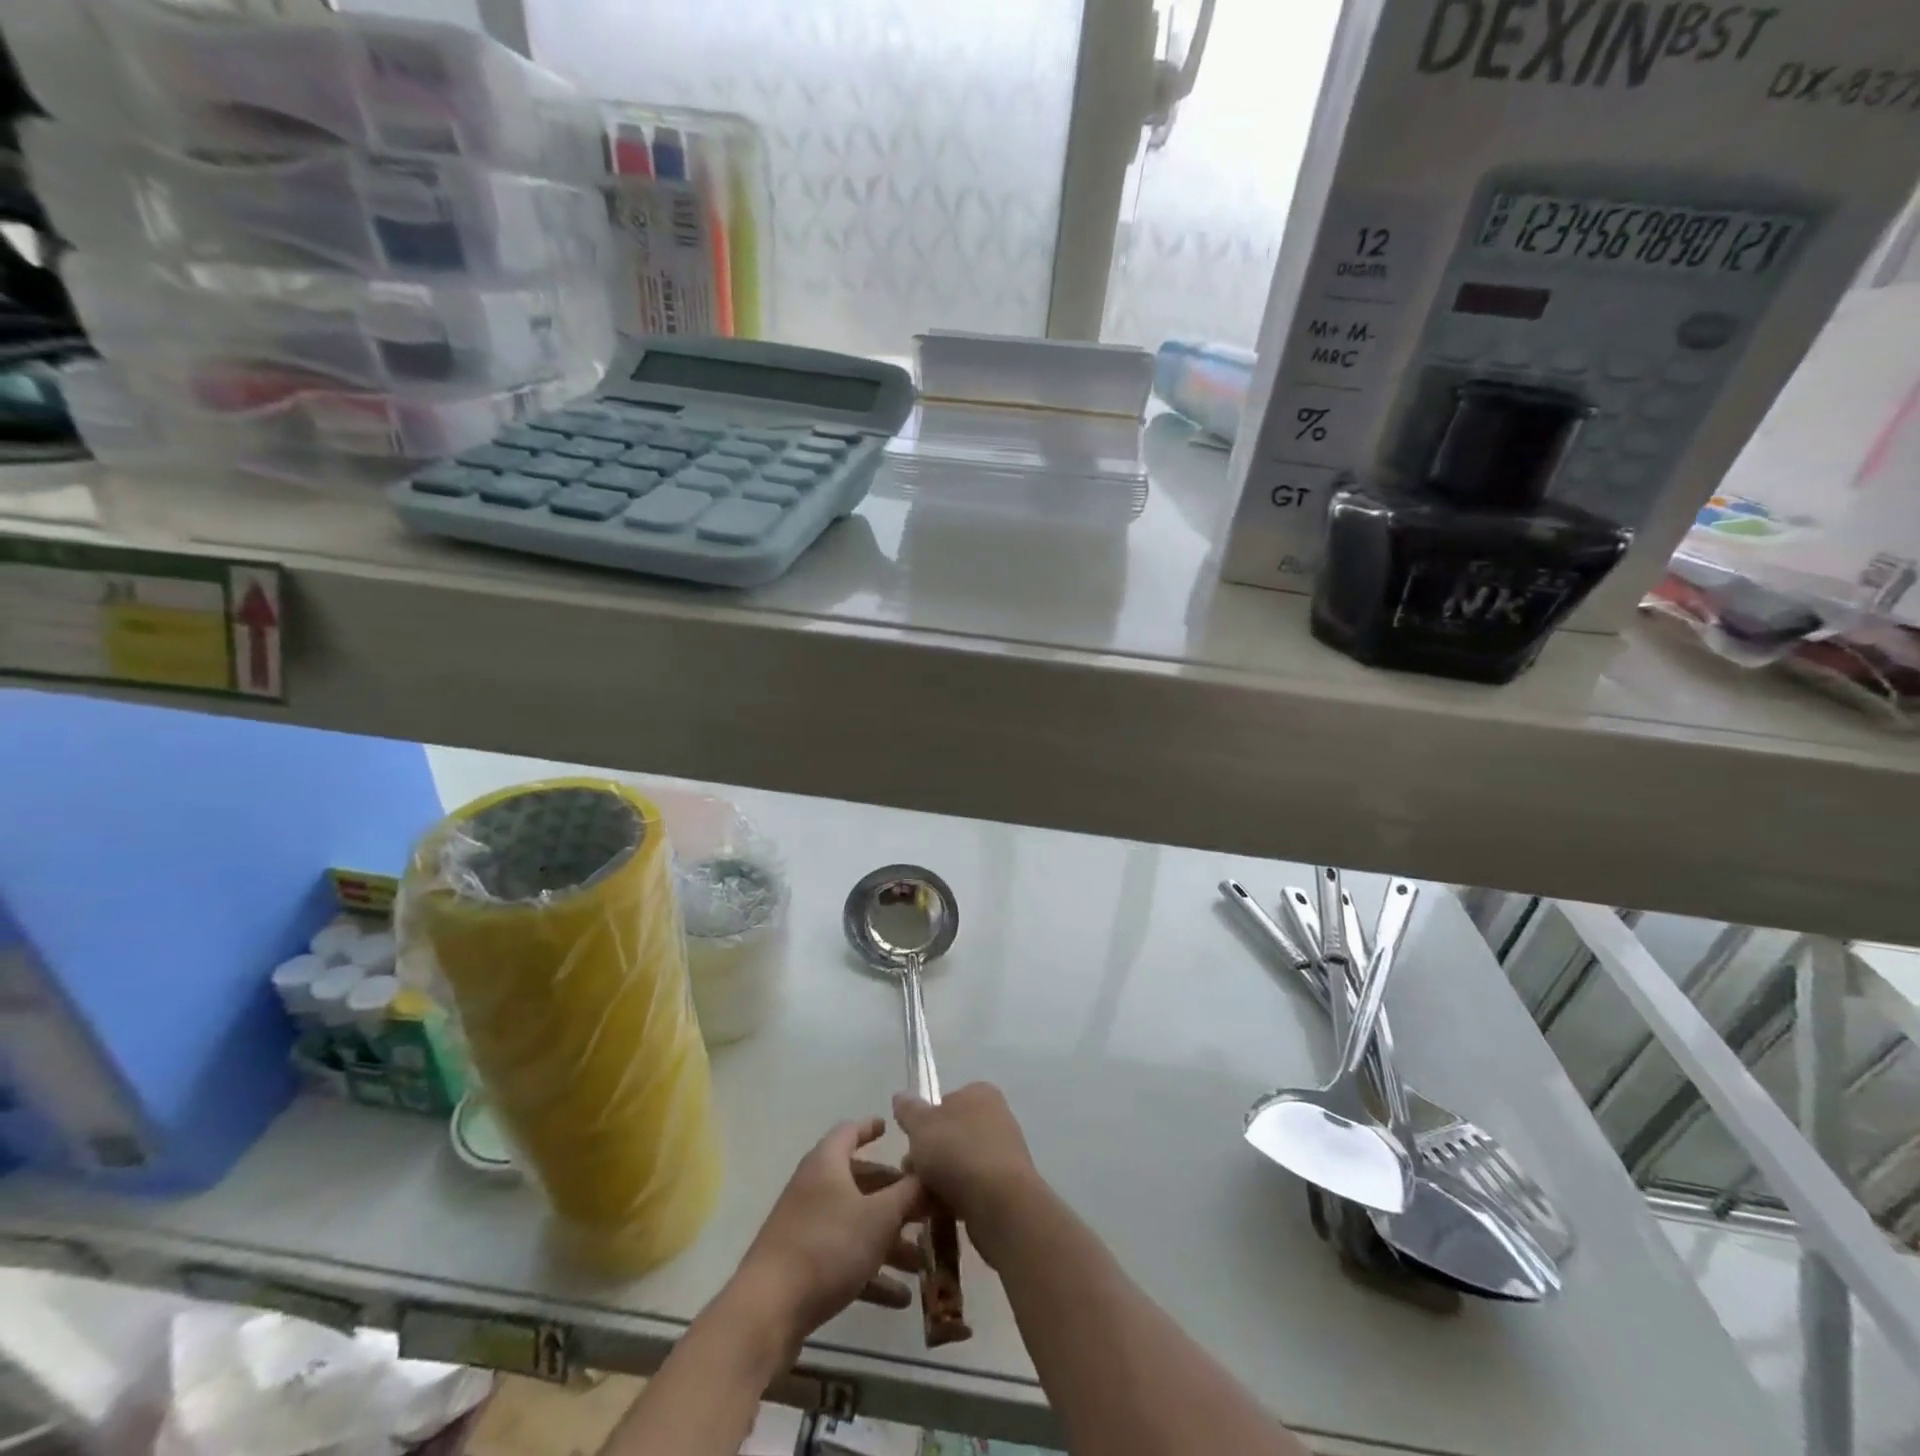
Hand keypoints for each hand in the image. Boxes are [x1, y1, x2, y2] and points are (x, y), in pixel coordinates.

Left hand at [733, 1117, 924, 1349]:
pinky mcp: (803, 1266)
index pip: (850, 1132)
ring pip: (856, 1224)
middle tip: (925, 1206)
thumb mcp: (879, 1217)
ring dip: (889, 1241)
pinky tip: (900, 1298)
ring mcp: (806, 1228)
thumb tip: (929, 1175)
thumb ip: (908, 1194)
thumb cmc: (828, 1246)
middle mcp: (815, 1188)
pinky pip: (845, 1259)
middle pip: (860, 1182)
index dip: (871, 1128)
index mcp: (827, 1163)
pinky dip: (871, 1272)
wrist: (768, 1311)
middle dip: (894, 1196)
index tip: (890, 1128)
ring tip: (922, 1262)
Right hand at [893, 1083, 1043, 1267]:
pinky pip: (972, 1188)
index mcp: (979, 1093)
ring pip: (959, 1164)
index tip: (910, 1143)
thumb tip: (901, 1096)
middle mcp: (996, 1117)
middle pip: (950, 1136)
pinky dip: (955, 1199)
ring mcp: (1003, 1153)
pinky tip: (939, 1213)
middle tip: (911, 1175)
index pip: (945, 1102)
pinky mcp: (1006, 1186)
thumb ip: (909, 1110)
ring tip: (922, 1199)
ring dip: (937, 1181)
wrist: (1000, 1203)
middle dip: (927, 1157)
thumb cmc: (957, 1152)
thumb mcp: (921, 1125)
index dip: (924, 1122)